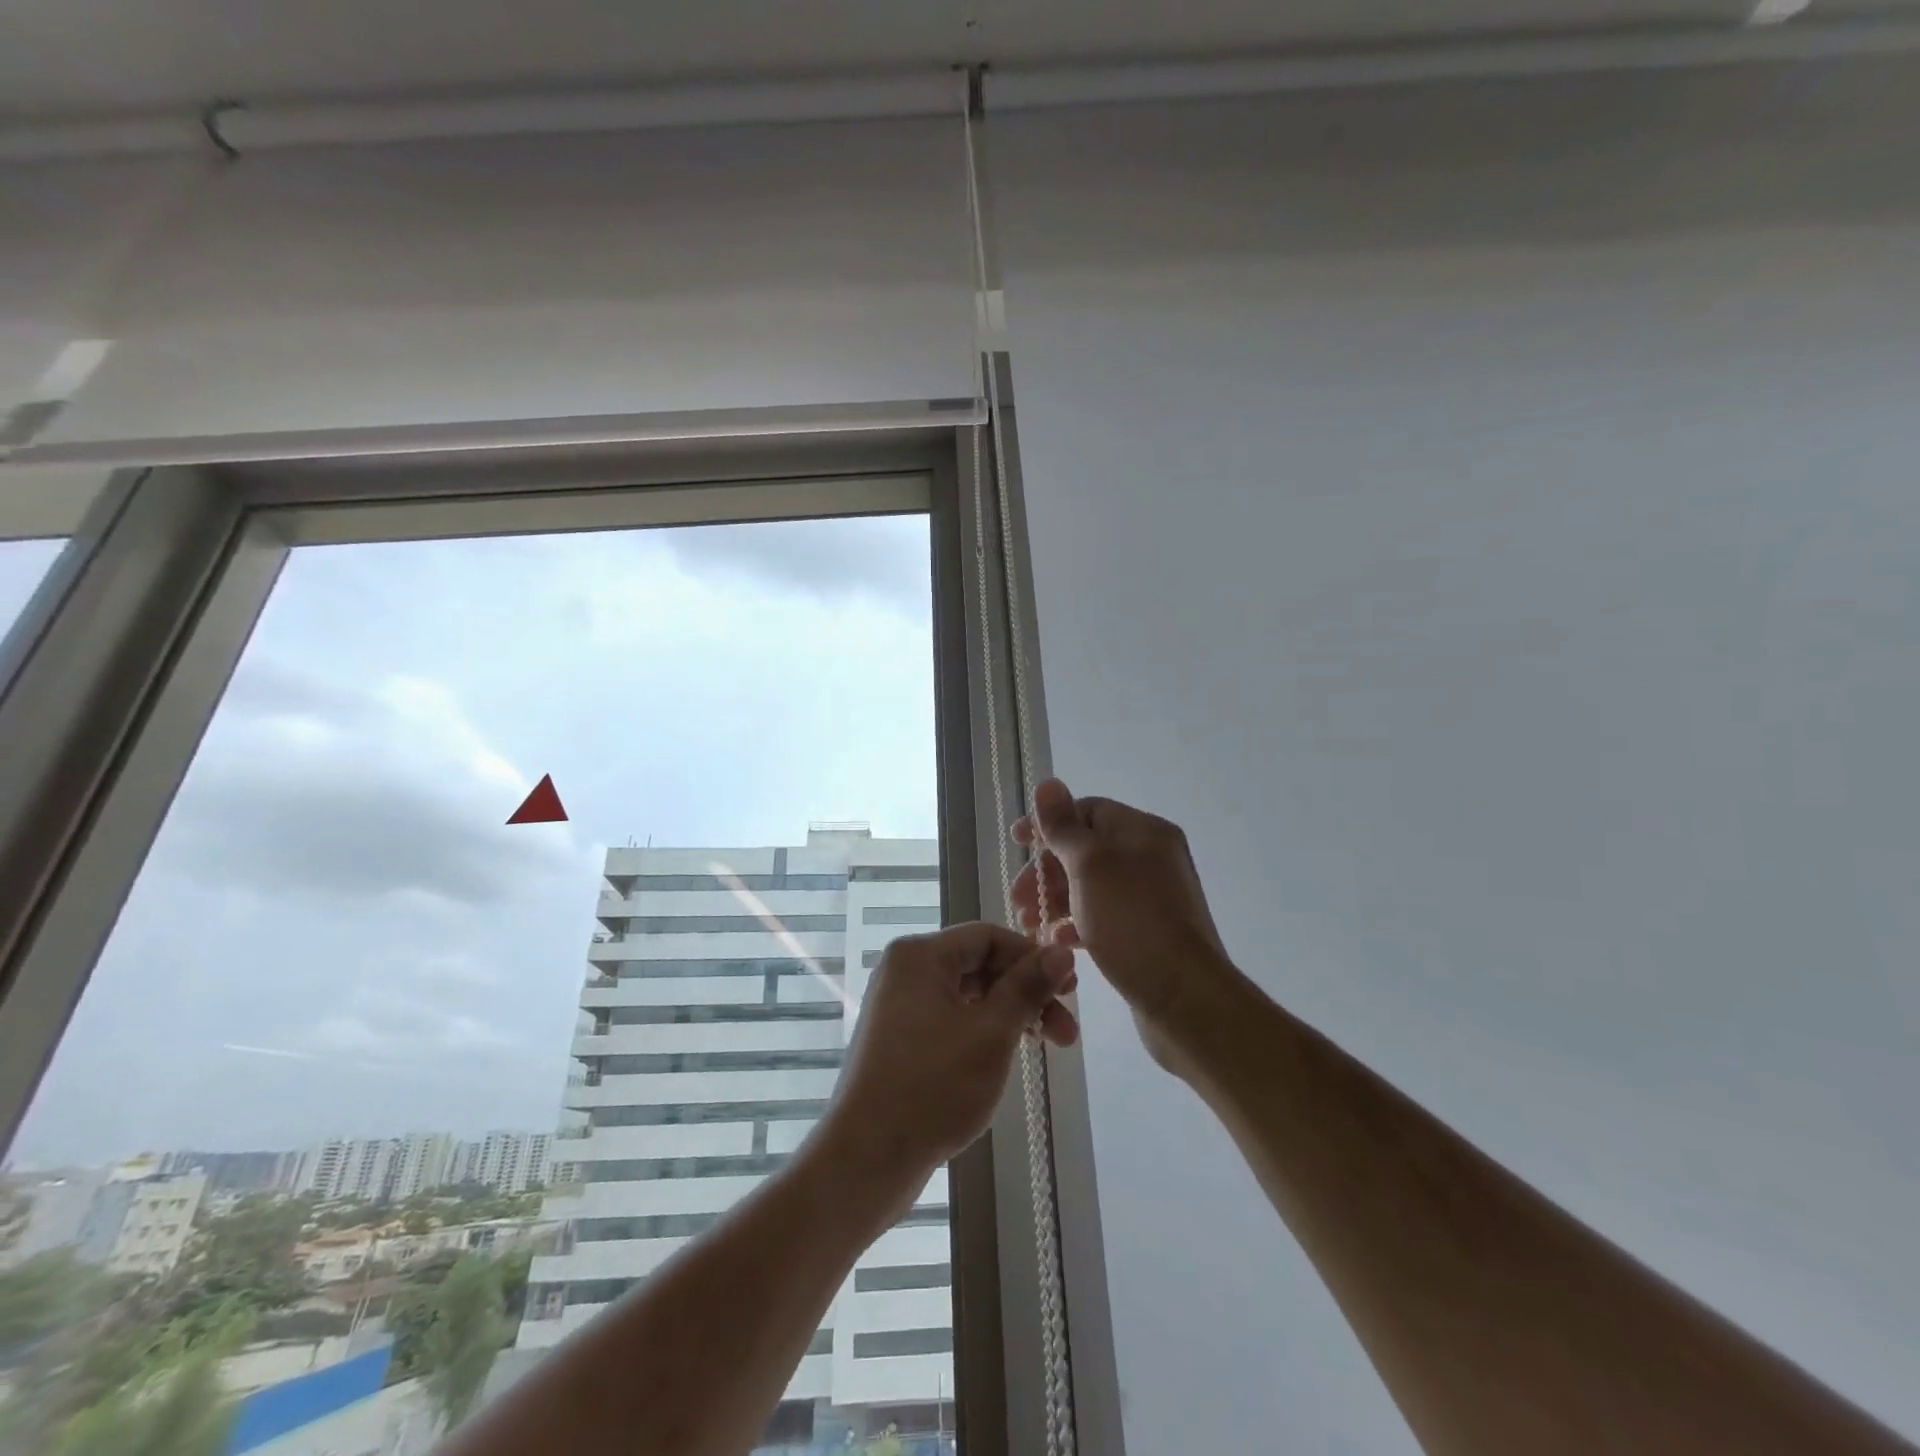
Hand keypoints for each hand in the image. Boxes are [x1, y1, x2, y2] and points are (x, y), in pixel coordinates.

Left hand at [824, 924, 1077, 1189]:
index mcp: (919, 955)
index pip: (988, 936)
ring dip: (1012, 1015)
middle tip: (1068, 1028)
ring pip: (970, 995)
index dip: (1032, 957)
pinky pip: (953, 1018)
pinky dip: (986, 1031)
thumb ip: (1027, 988)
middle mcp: (906, 970)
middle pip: (980, 965)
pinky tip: (1012, 1054)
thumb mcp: (991, 1033)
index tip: (1069, 988)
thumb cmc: (932, 1087)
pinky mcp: (902, 1039)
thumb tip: (1063, 951)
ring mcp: (901, 1006)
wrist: (866, 1158)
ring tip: (1053, 1046)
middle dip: (1027, 993)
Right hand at [1011, 779, 1235, 1074]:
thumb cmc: (1132, 921)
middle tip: (1019, 899)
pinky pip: (1104, 915)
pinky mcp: (1147, 931)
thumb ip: (1064, 826)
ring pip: (1091, 885)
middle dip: (1046, 871)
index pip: (1087, 811)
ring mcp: (1151, 896)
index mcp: (1142, 831)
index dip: (1048, 824)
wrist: (1185, 998)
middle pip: (1085, 849)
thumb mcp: (1090, 865)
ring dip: (1056, 900)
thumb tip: (1049, 782)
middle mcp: (1150, 856)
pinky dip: (1077, 923)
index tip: (1016, 843)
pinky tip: (1058, 942)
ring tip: (1030, 926)